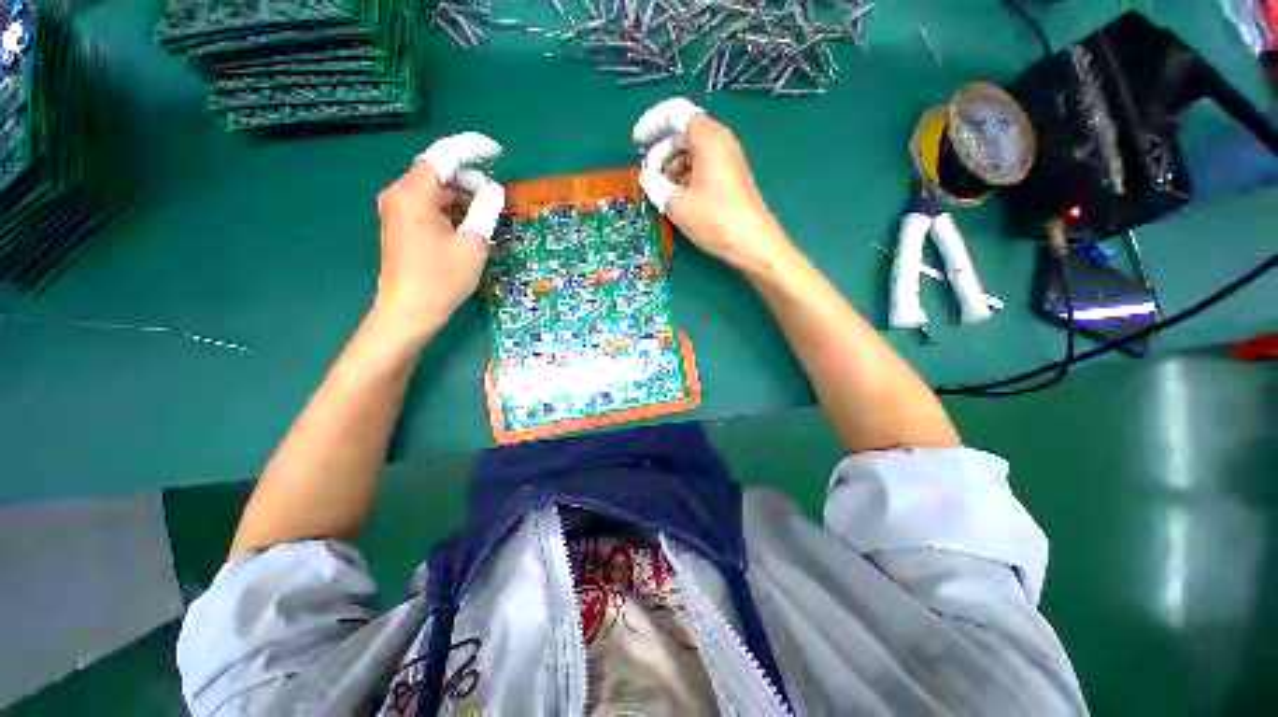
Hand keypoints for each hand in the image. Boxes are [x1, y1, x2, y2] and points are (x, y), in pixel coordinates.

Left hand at [371, 132, 504, 346]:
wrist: (408, 311)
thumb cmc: (441, 279)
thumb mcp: (472, 244)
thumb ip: (485, 211)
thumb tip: (495, 191)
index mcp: (414, 194)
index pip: (443, 155)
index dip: (471, 148)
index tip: (497, 151)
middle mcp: (400, 194)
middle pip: (438, 172)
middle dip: (470, 179)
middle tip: (496, 199)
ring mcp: (398, 210)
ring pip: (435, 190)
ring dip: (463, 196)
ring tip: (487, 215)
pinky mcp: (402, 225)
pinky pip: (430, 206)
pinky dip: (452, 209)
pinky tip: (469, 225)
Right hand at [633, 98, 795, 277]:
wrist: (752, 243)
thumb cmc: (714, 219)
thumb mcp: (676, 203)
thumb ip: (655, 184)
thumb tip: (647, 176)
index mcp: (708, 137)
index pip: (675, 113)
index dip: (652, 123)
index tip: (637, 143)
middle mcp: (719, 142)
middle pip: (682, 134)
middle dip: (660, 153)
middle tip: (649, 179)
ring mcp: (725, 161)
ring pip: (690, 153)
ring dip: (671, 169)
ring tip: (662, 193)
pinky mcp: (727, 179)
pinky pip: (700, 168)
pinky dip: (684, 178)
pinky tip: (677, 199)